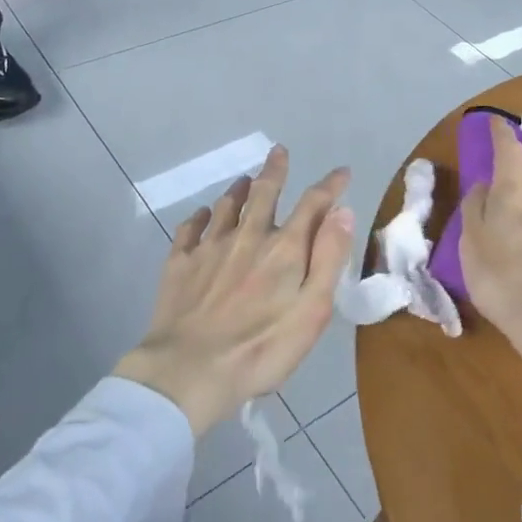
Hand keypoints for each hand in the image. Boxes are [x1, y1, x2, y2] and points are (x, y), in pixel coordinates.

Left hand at [115, 146, 352, 434]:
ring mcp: (210, 248)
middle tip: (278, 151)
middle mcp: (248, 236)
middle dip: (274, 171)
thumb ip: (329, 258)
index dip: (329, 186)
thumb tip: (342, 211)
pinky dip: (199, 217)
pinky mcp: (179, 264)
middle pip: (263, 193)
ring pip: (225, 206)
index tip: (341, 173)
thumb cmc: (261, 348)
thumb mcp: (312, 310)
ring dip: (238, 190)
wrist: (189, 370)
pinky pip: (189, 229)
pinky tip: (201, 215)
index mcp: (284, 249)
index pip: (312, 204)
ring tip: (244, 180)